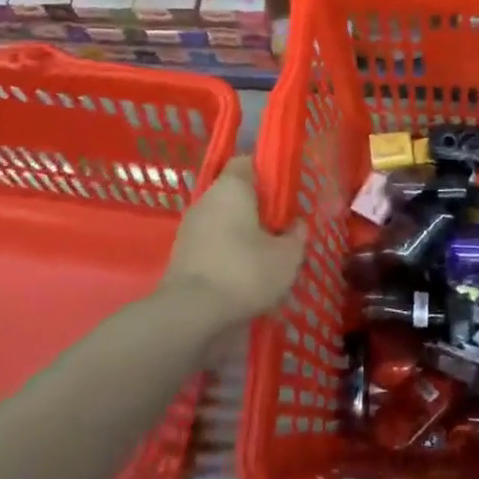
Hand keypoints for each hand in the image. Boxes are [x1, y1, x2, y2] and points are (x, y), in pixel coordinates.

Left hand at [159, 155, 305, 325]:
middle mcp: (207, 199)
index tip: (286, 192)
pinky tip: (243, 279)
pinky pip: (212, 247)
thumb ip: (296, 236)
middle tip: (280, 229)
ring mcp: (190, 228)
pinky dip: (227, 257)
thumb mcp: (287, 257)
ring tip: (265, 259)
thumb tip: (297, 226)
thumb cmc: (243, 272)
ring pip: (224, 223)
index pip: (249, 162)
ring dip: (242, 236)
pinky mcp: (181, 257)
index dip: (269, 173)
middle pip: (236, 194)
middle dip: (258, 209)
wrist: (189, 317)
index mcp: (232, 186)